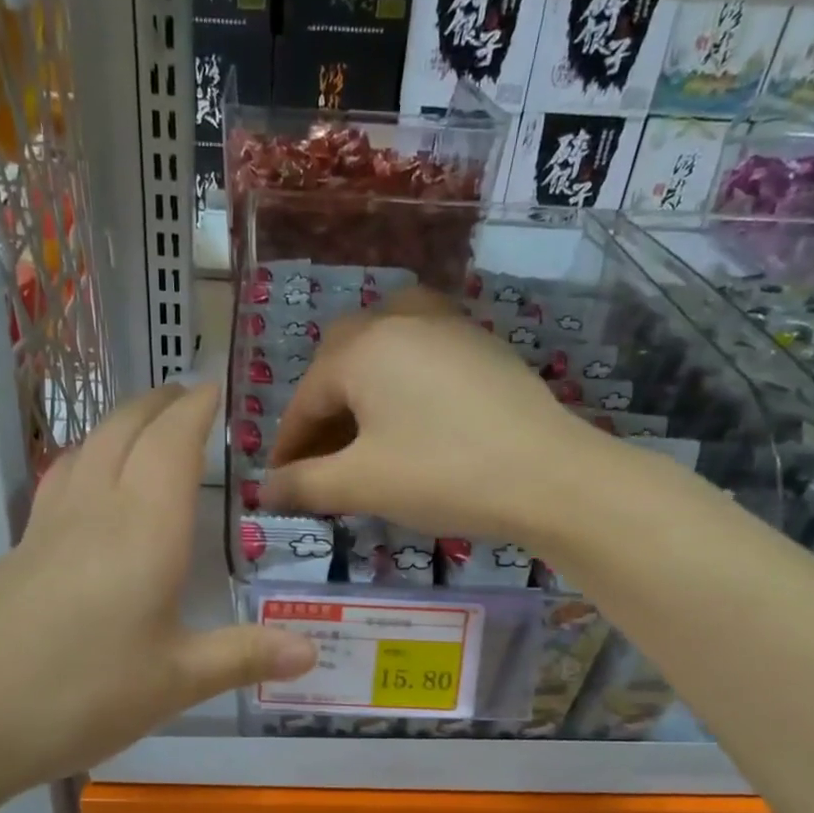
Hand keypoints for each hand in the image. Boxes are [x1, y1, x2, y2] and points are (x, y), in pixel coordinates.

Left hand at [0, 383, 315, 807]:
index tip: (215, 388)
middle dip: (157, 403)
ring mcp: (46, 528)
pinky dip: (85, 459)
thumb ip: (244, 657)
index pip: (173, 444)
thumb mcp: (175, 682)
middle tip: (184, 396)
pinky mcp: (15, 552)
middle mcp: (95, 511)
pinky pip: (58, 482)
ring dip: (117, 424)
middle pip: (123, 430)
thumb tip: (311, 653)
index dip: (195, 410)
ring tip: (141, 426)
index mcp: (144, 529)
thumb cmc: (80, 695)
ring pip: (85, 448)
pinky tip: (85, 486)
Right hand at [263, 287, 616, 541]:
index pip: (305, 398)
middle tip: (320, 457)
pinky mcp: (483, 346)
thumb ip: (304, 484)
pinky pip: (423, 354)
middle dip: (322, 410)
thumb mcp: (362, 484)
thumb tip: (263, 491)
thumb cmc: (442, 474)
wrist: (550, 476)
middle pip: (341, 361)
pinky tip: (412, 418)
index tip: (279, 483)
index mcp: (362, 349)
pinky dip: (401, 382)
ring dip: (361, 388)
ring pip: (384, 348)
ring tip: (361, 431)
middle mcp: (400, 321)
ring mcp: (448, 327)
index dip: (287, 445)